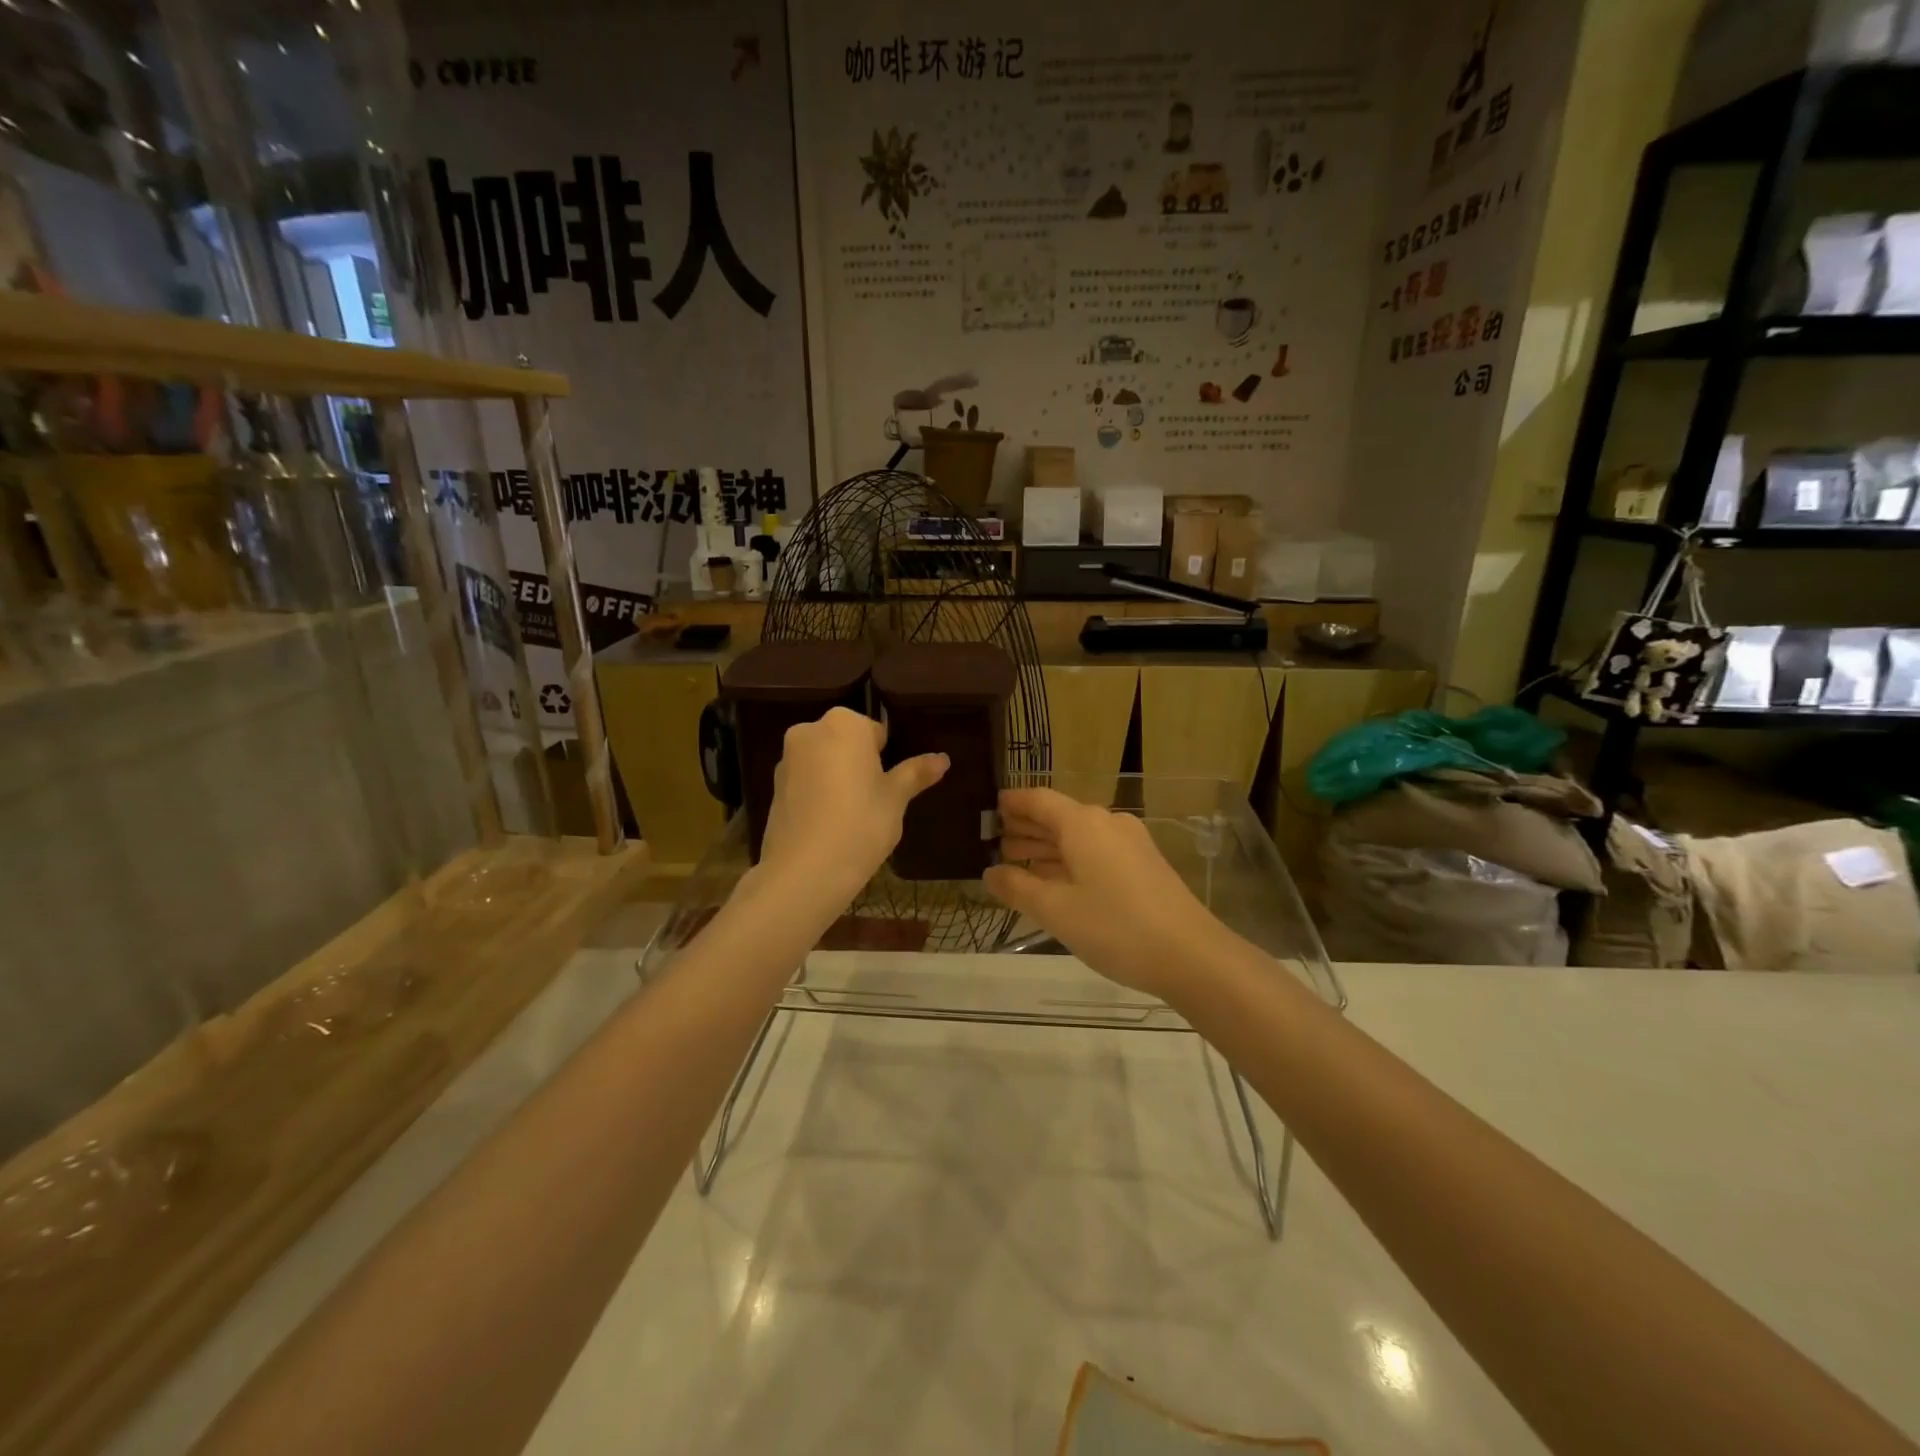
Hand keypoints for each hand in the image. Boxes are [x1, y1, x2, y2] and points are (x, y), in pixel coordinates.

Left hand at [754, 707, 947, 909]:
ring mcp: (787, 759)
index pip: (875, 731)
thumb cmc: (860, 825)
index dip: (886, 758)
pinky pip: (806, 782)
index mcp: (844, 724)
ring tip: (851, 817)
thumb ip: (916, 773)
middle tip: (874, 802)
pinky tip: (828, 825)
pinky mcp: (774, 787)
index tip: (889, 787)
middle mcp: (810, 731)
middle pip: (846, 743)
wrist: (804, 872)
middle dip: (859, 765)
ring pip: (824, 761)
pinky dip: (818, 795)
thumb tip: (943, 758)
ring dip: (837, 779)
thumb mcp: (895, 799)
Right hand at [983, 787, 1222, 999]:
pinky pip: (1096, 851)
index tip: (990, 807)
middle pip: (1059, 816)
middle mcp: (1107, 823)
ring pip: (1078, 836)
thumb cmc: (1116, 927)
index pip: (1039, 799)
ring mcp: (1130, 843)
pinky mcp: (1144, 864)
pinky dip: (1070, 859)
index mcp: (1083, 824)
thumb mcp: (1056, 911)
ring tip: (1018, 861)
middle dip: (1027, 827)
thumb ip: (1018, 888)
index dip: (1013, 802)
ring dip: (1047, 846)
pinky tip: (1056, 881)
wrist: (1192, 955)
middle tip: (995, 842)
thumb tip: (989, 873)